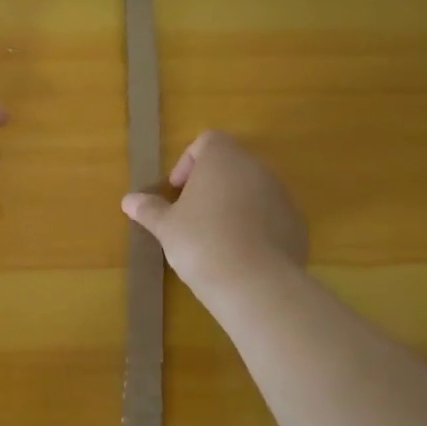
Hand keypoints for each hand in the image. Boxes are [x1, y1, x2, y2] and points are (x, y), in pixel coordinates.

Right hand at [121, 131, 306, 296]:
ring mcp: (282, 195)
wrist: (255, 284)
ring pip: (253, 190)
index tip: (177, 190)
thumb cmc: (201, 242)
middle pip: (231, 165)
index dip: (189, 161)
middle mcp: (257, 168)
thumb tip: (129, 200)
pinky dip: (256, 227)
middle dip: (211, 185)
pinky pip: (271, 216)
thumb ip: (149, 209)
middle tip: (191, 214)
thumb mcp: (166, 227)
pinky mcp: (297, 224)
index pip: (208, 141)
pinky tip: (240, 255)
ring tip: (215, 238)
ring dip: (234, 205)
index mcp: (223, 159)